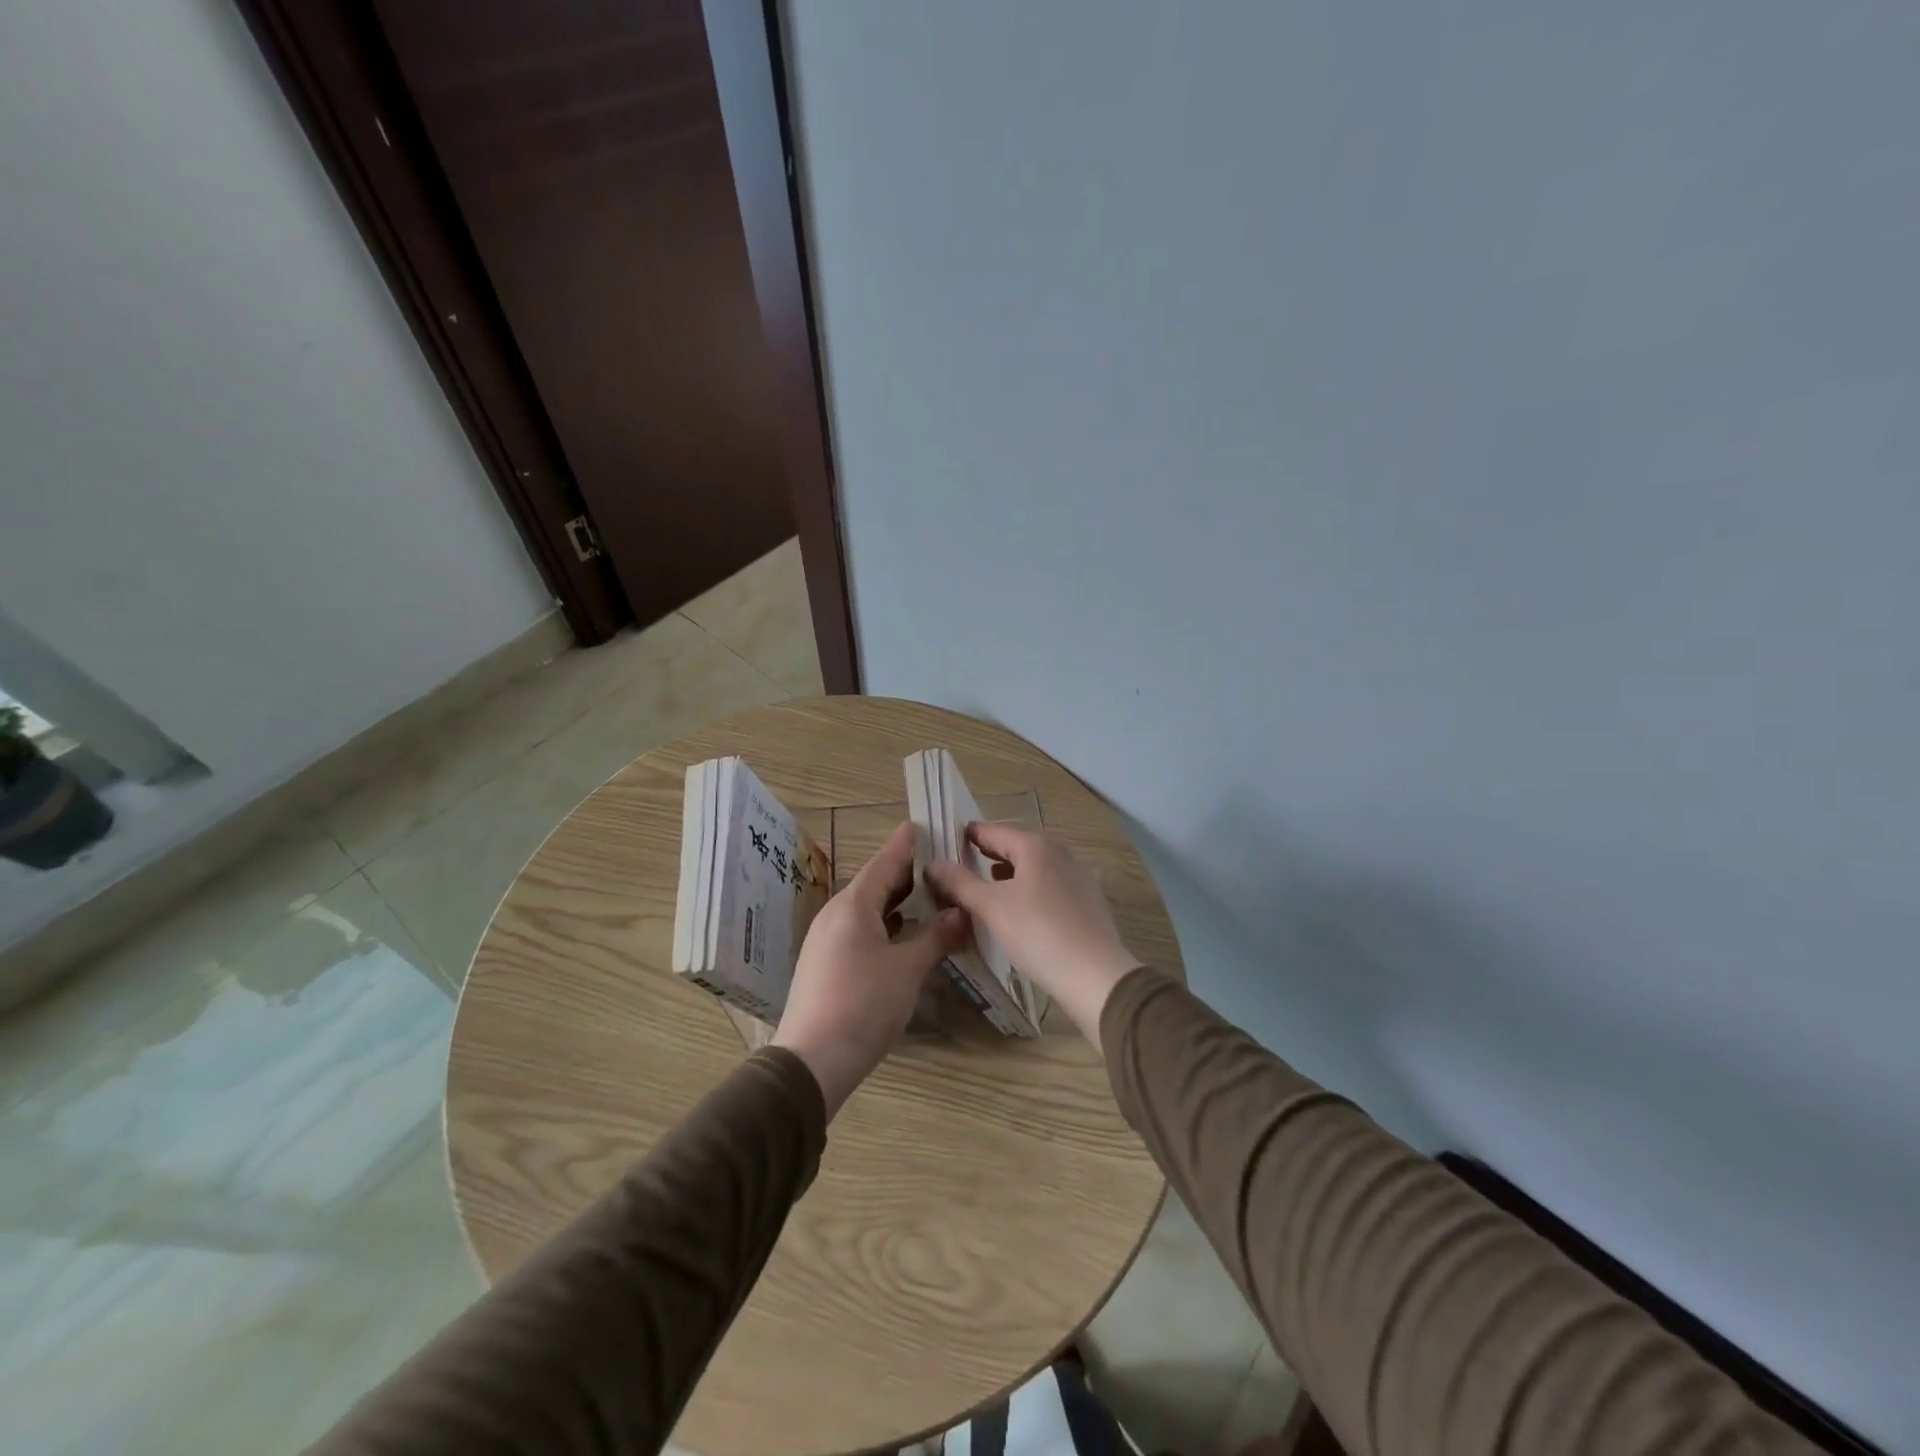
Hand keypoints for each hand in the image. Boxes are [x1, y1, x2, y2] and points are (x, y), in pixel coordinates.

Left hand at [772, 821, 966, 1118]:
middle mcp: (836, 914)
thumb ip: (937, 936)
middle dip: (909, 874)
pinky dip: (887, 925)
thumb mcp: (908, 969)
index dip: (908, 843)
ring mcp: (827, 939)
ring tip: (933, 897)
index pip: (886, 861)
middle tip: (944, 864)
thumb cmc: (863, 1004)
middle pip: (877, 883)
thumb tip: (963, 912)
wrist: (812, 1061)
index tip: (929, 825)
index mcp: (853, 905)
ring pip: (869, 909)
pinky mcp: (827, 963)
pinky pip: (861, 930)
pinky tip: (908, 935)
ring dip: (899, 903)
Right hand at [925, 824, 1142, 1047]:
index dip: (967, 836)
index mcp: (1036, 845)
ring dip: (1007, 875)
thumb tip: (933, 864)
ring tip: (984, 889)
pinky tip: (1017, 911)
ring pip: (1033, 868)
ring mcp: (1077, 876)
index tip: (945, 842)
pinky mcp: (1087, 901)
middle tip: (958, 867)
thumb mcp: (991, 907)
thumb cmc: (1038, 933)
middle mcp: (1059, 853)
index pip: (993, 831)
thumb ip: (960, 883)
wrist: (1095, 975)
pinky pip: (1048, 886)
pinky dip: (1027, 890)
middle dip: (987, 856)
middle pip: (1015, 847)